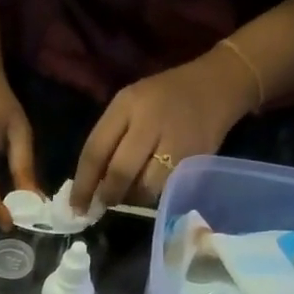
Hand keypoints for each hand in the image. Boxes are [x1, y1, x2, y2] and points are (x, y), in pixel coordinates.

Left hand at [70, 48, 255, 212]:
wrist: (219, 85)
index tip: (75, 208)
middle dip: (107, 195)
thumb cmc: (163, 99)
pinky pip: (167, 188)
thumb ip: (107, 142)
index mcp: (128, 104)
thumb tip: (89, 188)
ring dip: (132, 198)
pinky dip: (153, 194)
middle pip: (120, 173)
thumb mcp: (129, 106)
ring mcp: (177, 141)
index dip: (83, 185)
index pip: (96, 151)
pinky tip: (151, 186)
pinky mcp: (197, 158)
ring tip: (130, 192)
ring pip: (145, 187)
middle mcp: (152, 121)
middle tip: (102, 205)